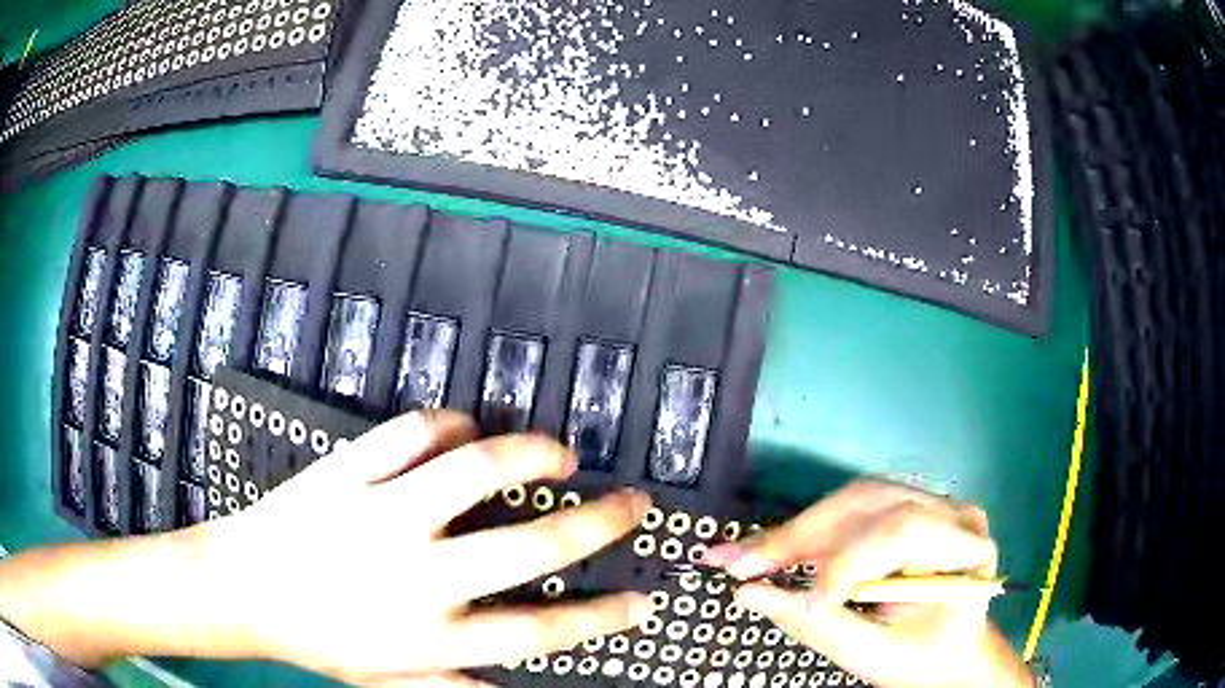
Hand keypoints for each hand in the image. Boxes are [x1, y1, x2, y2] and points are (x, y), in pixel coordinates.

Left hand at [201, 411, 652, 684]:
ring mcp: (381, 514)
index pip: (538, 631)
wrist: (241, 589)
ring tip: (559, 453)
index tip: (646, 600)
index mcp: (430, 633)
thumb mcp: (389, 681)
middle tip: (631, 504)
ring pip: (475, 468)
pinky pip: (411, 433)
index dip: (602, 618)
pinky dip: (450, 423)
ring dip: (531, 452)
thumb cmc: (318, 640)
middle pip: (530, 546)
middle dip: (596, 523)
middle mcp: (418, 574)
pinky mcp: (348, 471)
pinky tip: (467, 427)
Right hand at [704, 480, 1032, 687]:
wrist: (953, 650)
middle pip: (870, 504)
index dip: (843, 562)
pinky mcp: (908, 507)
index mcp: (964, 549)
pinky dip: (809, 528)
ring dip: (797, 528)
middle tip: (736, 561)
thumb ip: (816, 625)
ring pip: (853, 498)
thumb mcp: (875, 654)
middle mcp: (951, 512)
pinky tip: (777, 546)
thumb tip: (748, 594)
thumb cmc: (923, 658)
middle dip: (799, 535)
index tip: (791, 598)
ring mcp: (931, 503)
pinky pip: (853, 507)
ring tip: (746, 554)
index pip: (902, 533)